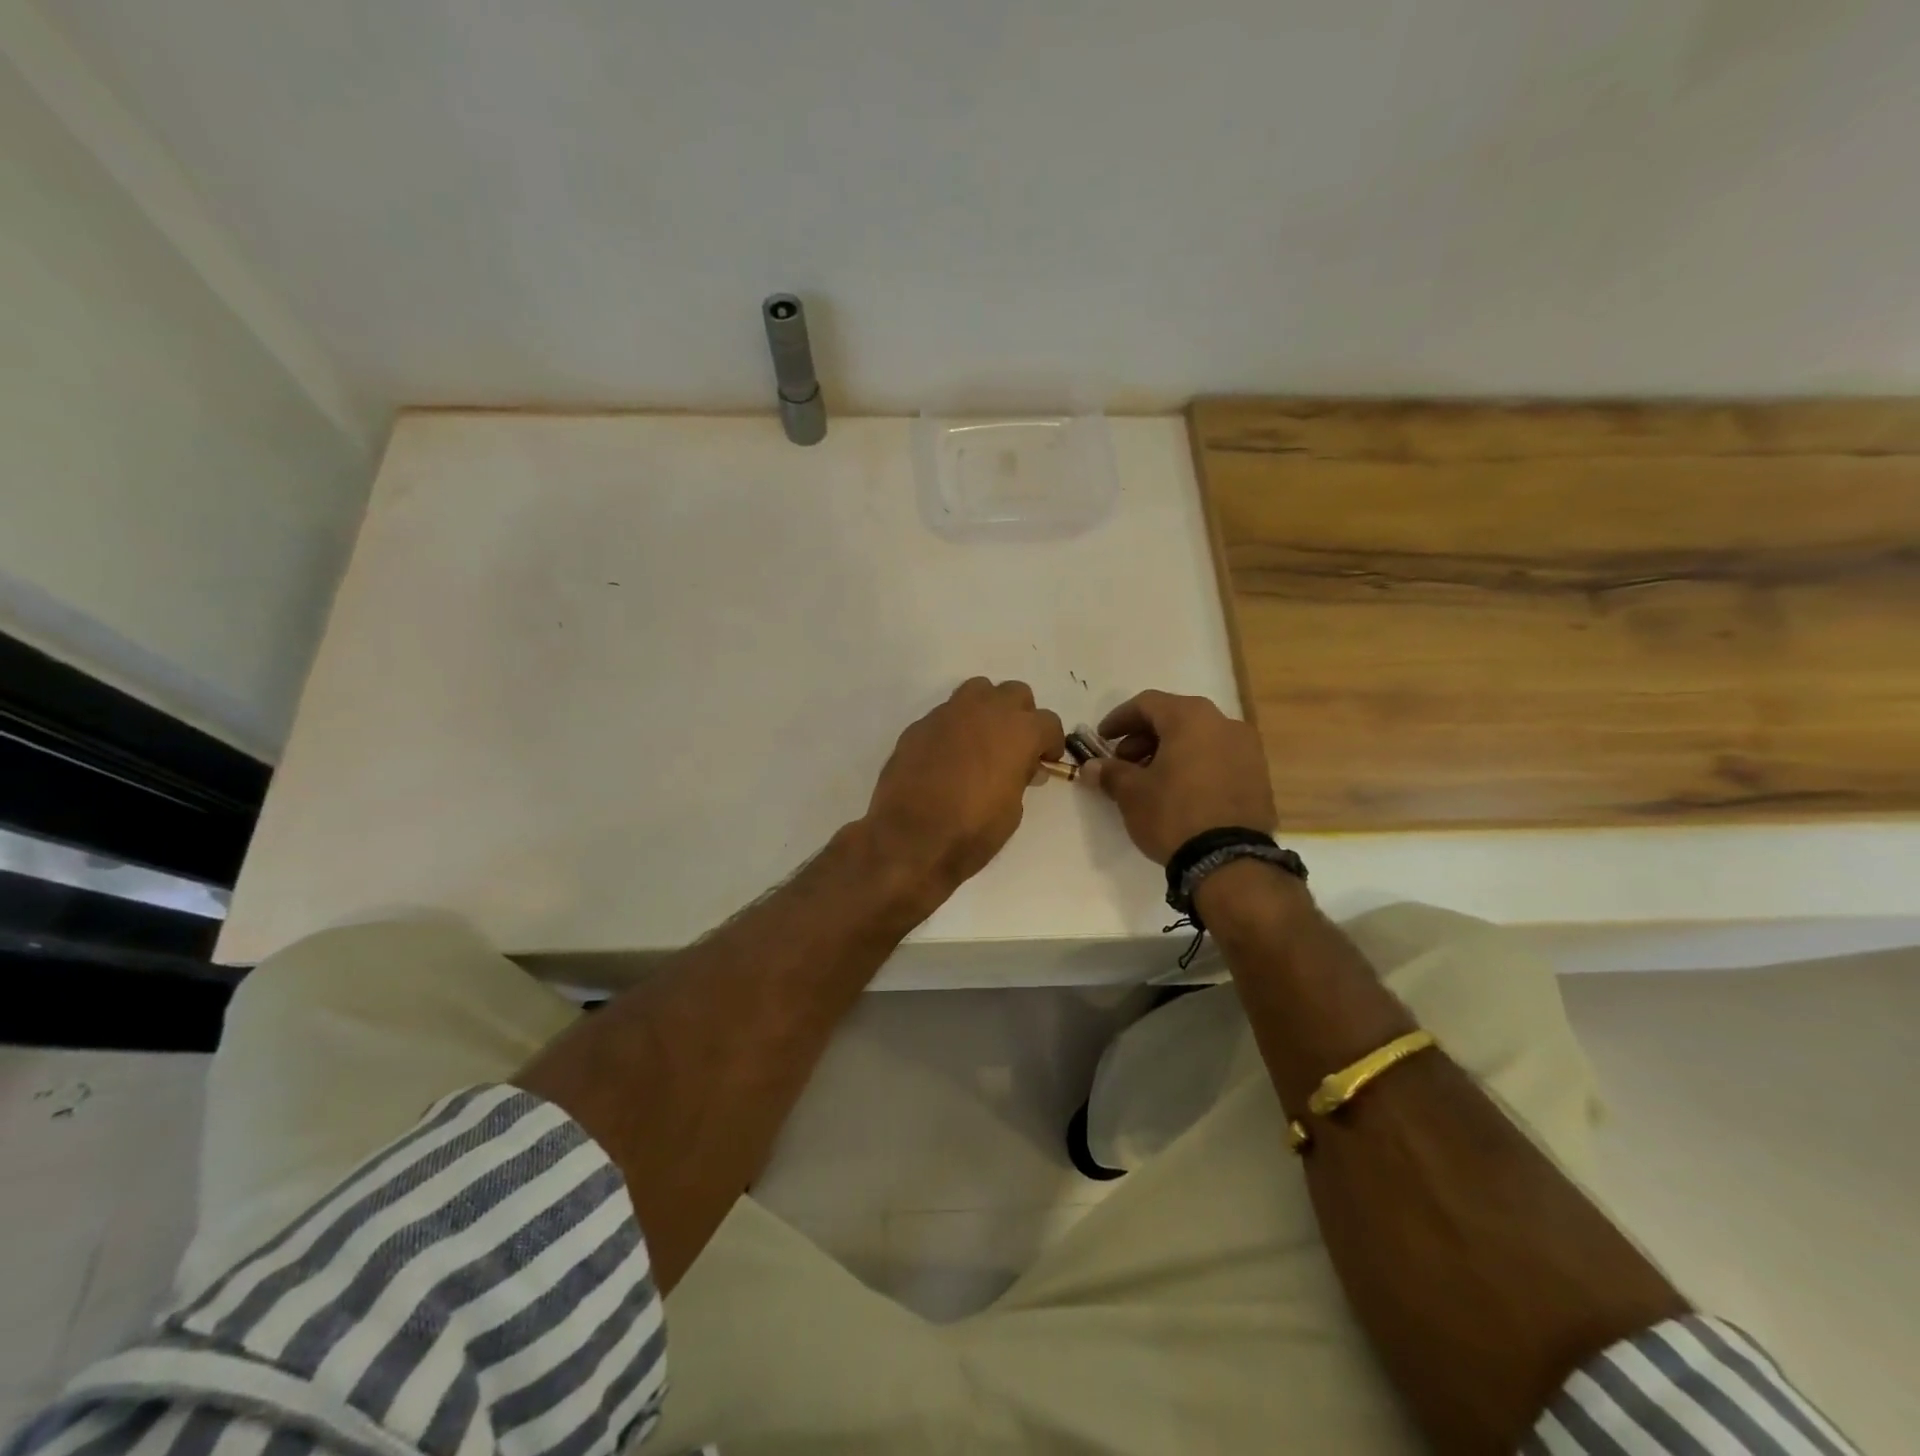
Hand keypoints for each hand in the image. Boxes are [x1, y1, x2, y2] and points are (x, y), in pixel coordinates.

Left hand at [864, 678, 1065, 901]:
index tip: (1044, 761)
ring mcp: (949, 713)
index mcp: (1018, 731)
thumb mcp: (1012, 810)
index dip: (1050, 743)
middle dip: (1020, 716)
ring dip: (987, 709)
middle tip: (1014, 746)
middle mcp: (986, 711)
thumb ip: (1020, 778)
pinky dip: (955, 727)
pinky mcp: (920, 725)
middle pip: (1015, 694)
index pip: (1048, 722)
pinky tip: (948, 756)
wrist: (909, 837)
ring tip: (982, 740)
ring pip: (978, 691)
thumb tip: (1023, 767)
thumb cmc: (972, 830)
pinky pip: (946, 714)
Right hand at [1084, 690, 1276, 863]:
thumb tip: (1091, 767)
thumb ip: (1110, 773)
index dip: (1119, 718)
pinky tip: (1179, 791)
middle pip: (1175, 718)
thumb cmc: (1173, 814)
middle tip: (1123, 762)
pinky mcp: (1258, 776)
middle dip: (1144, 737)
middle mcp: (1223, 723)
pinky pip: (1218, 758)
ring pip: (1199, 738)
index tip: (1102, 739)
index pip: (1147, 704)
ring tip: (1150, 780)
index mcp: (1190, 717)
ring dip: (1170, 751)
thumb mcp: (1132, 793)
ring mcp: (1247, 749)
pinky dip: (1194, 765)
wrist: (1229, 860)